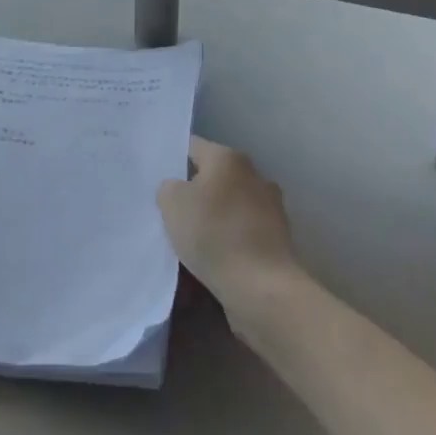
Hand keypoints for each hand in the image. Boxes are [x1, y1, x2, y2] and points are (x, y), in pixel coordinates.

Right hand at [158, 137, 303, 316]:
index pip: (192, 147)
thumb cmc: (213, 234)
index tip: (157, 179)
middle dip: (194, 190)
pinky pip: (243, 230)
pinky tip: (214, 256)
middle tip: (170, 210)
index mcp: (228, 158)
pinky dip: (229, 238)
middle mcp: (254, 174)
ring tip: (191, 238)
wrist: (262, 287)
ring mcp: (270, 206)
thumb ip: (169, 187)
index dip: (172, 160)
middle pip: (213, 176)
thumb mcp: (171, 203)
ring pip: (229, 204)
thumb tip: (178, 189)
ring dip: (214, 216)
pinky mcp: (278, 238)